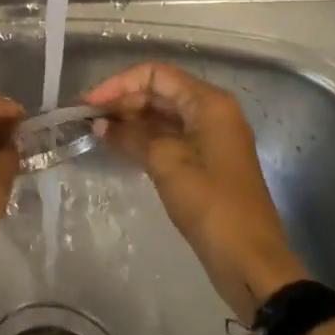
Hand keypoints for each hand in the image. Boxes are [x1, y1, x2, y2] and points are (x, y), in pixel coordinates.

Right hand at [85, 63, 306, 323]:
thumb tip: (100, 124)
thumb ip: (131, 136)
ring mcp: (209, 138)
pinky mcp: (204, 162)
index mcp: (209, 103)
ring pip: (162, 116)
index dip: (119, 84)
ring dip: (130, 121)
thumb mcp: (166, 162)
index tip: (88, 104)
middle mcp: (211, 112)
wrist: (248, 260)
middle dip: (122, 102)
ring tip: (95, 132)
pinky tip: (117, 147)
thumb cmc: (210, 202)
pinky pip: (168, 138)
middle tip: (86, 119)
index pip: (156, 75)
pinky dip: (143, 139)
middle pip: (159, 92)